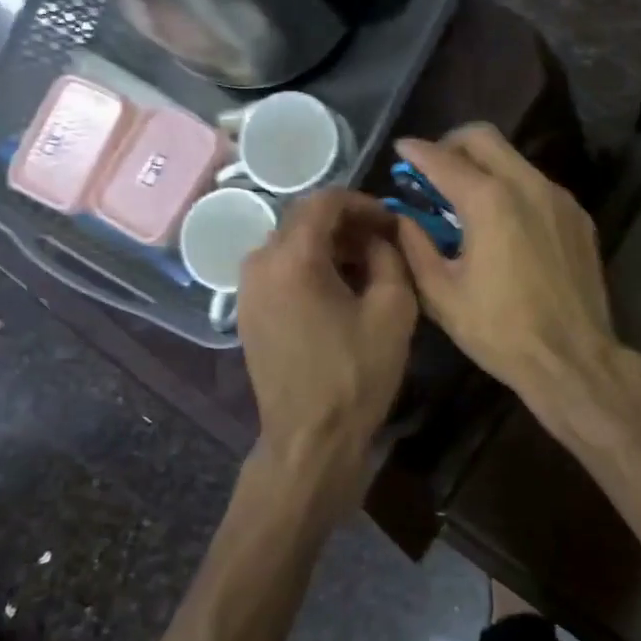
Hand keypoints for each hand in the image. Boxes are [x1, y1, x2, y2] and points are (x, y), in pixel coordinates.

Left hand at [236, 190, 418, 518]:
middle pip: (303, 220)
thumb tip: (379, 237)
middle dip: (346, 225)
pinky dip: (309, 268)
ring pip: (290, 245)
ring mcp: (247, 290)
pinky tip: (337, 292)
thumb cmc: (356, 374)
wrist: (310, 439)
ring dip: (328, 247)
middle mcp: (259, 263)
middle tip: (383, 244)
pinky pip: (279, 271)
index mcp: (292, 257)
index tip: (391, 222)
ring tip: (365, 269)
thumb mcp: (393, 309)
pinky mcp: (247, 313)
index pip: (325, 201)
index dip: (363, 203)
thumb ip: (390, 256)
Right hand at [394, 125, 618, 399]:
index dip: (416, 151)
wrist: (572, 358)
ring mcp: (558, 198)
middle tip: (433, 169)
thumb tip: (402, 217)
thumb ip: (415, 245)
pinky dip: (511, 188)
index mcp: (489, 201)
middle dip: (452, 144)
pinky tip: (502, 223)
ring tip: (465, 199)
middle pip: (484, 138)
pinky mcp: (578, 217)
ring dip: (483, 166)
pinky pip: (536, 184)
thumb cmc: (499, 330)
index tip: (401, 149)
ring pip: (514, 159)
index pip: (443, 159)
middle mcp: (527, 185)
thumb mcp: (441, 293)